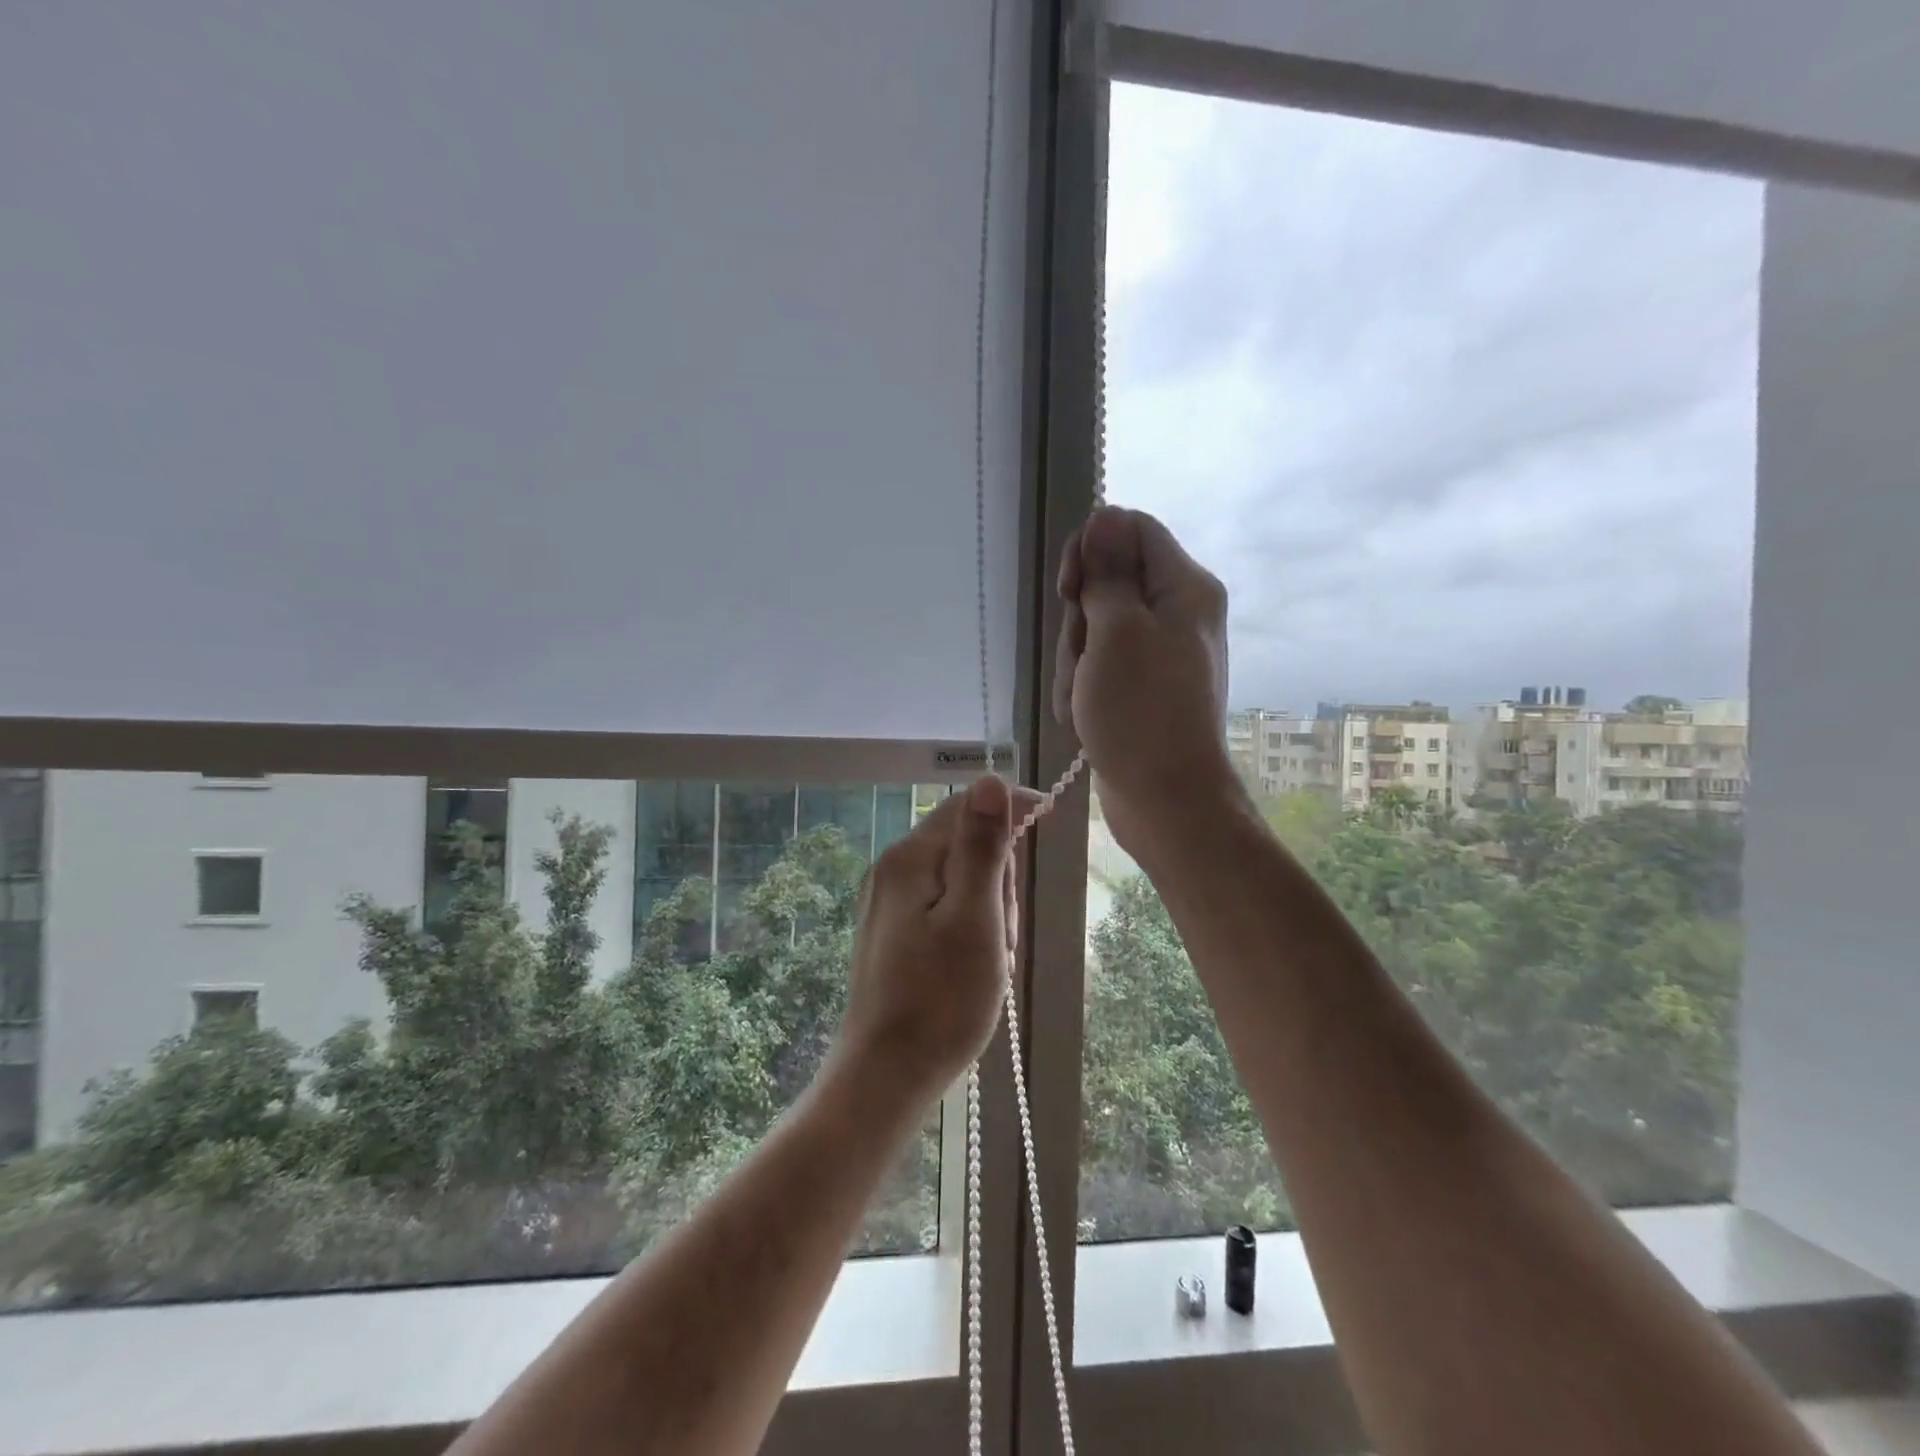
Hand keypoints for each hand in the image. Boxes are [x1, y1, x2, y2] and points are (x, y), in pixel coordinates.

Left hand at [833, 776, 1041, 1105]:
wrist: (885, 1076)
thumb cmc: (940, 1000)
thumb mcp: (975, 919)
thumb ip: (982, 847)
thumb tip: (991, 781)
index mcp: (910, 859)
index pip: (967, 806)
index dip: (1011, 807)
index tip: (1050, 816)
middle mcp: (893, 870)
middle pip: (964, 844)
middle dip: (997, 878)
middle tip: (1004, 933)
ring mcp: (889, 902)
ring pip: (959, 880)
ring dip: (988, 909)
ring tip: (990, 959)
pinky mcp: (893, 931)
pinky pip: (945, 908)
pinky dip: (970, 927)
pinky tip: (973, 966)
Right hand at [1052, 506, 1237, 850]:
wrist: (1166, 799)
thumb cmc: (1141, 712)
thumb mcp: (1116, 632)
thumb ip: (1107, 572)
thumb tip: (1104, 516)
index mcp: (1184, 587)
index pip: (1129, 529)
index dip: (1090, 550)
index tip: (1069, 590)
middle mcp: (1177, 612)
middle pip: (1107, 583)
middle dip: (1080, 622)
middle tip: (1085, 660)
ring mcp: (1159, 652)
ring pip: (1095, 628)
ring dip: (1076, 662)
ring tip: (1084, 700)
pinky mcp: (1142, 685)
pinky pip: (1100, 665)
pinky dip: (1084, 686)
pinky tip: (1084, 716)